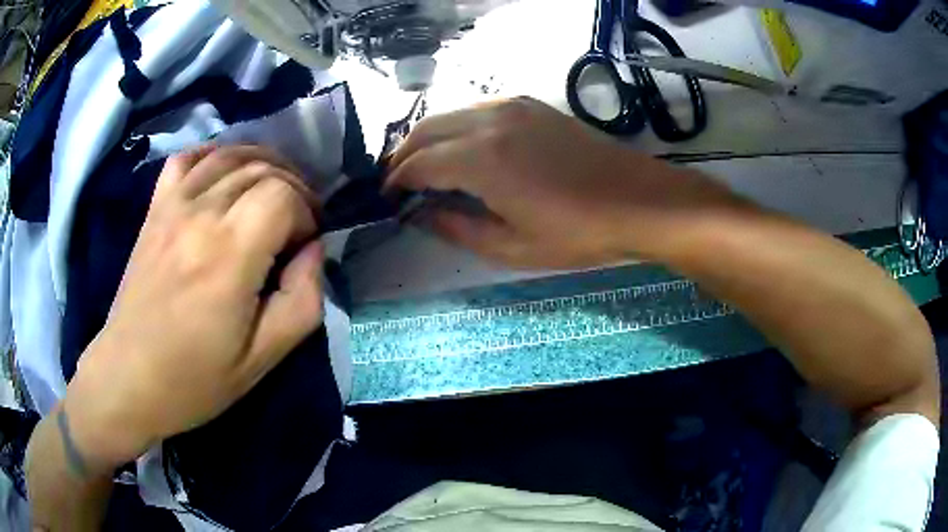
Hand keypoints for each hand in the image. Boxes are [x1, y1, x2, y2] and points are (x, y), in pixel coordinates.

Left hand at [64, 145, 324, 471]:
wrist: (129, 378)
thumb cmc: (195, 378)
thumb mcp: (263, 359)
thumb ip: (302, 300)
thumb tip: (312, 250)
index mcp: (229, 255)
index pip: (284, 195)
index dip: (307, 213)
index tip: (305, 245)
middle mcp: (200, 215)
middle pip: (262, 168)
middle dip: (293, 188)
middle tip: (296, 224)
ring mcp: (172, 206)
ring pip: (229, 155)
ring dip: (262, 166)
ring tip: (271, 193)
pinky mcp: (155, 210)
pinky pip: (188, 158)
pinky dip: (214, 155)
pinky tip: (225, 173)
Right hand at [387, 97, 743, 268]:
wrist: (638, 201)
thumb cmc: (578, 233)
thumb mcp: (512, 247)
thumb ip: (457, 228)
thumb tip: (422, 214)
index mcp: (481, 158)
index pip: (418, 163)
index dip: (397, 182)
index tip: (387, 199)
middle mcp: (489, 121)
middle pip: (426, 130)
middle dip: (404, 156)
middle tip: (398, 183)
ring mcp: (513, 107)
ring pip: (450, 115)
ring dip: (429, 139)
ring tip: (424, 167)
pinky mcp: (532, 105)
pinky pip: (478, 110)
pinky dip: (458, 128)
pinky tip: (463, 150)